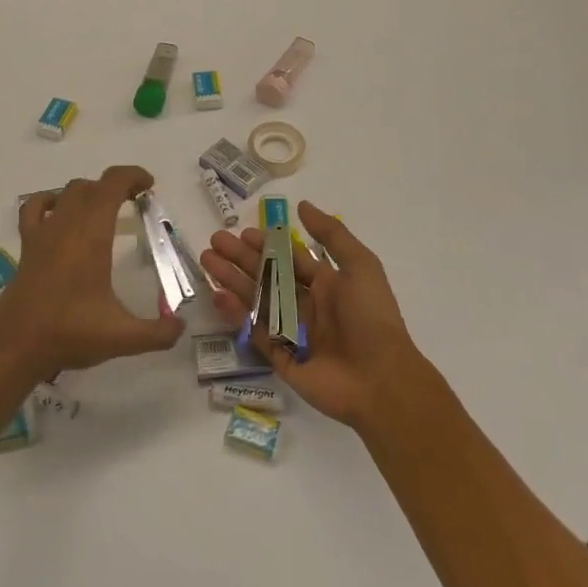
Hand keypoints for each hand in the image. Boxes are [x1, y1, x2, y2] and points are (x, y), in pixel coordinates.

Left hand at [0, 164, 183, 381]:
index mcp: (92, 235)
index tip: (149, 186)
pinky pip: (35, 208)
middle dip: (116, 186)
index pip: (112, 184)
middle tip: (135, 202)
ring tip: (105, 209)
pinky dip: (50, 201)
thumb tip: (181, 327)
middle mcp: (67, 225)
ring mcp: (43, 233)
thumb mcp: (122, 337)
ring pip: (67, 193)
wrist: (15, 346)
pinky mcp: (27, 246)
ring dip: (89, 192)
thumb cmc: (70, 333)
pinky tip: (60, 214)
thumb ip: (158, 333)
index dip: (132, 176)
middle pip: (92, 186)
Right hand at [199, 202, 427, 428]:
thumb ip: (332, 235)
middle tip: (215, 243)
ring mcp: (294, 333)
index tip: (243, 232)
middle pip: (268, 277)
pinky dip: (237, 314)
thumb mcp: (360, 266)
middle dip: (241, 259)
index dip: (268, 245)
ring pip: (257, 301)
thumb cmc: (371, 317)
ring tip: (207, 261)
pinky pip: (255, 333)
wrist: (380, 380)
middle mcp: (308, 306)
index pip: (291, 259)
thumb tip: (302, 206)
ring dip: (232, 281)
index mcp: (328, 285)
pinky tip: (218, 295)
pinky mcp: (282, 358)